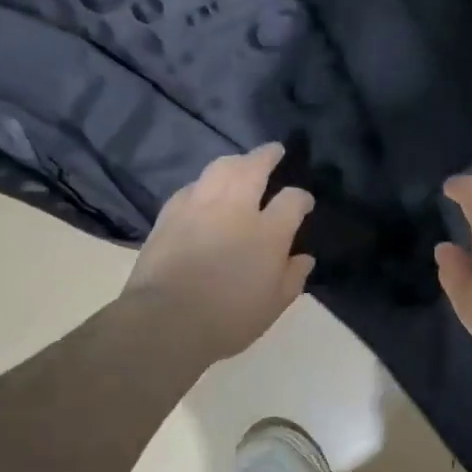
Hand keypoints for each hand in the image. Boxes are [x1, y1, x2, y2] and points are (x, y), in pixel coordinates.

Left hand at [121, 143, 315, 362]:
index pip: (292, 200)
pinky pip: (191, 188)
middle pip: (253, 168)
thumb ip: (292, 277)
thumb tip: (304, 258)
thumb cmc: (229, 318)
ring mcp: (199, 208)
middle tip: (274, 150)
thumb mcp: (274, 305)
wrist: (166, 321)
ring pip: (219, 169)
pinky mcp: (169, 215)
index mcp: (268, 232)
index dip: (302, 198)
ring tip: (240, 162)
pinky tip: (203, 189)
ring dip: (234, 161)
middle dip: (267, 155)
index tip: (305, 203)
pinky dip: (203, 184)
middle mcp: (236, 209)